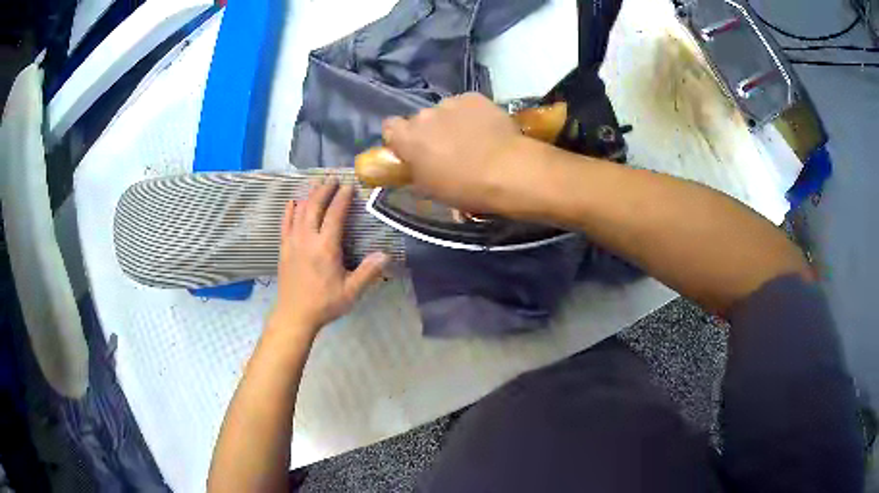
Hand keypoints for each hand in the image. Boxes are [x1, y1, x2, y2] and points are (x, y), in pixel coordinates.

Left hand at [270, 180, 388, 335]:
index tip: (349, 186)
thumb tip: (386, 254)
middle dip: (324, 190)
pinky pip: (285, 224)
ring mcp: (292, 242)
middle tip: (332, 178)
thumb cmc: (325, 303)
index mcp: (326, 247)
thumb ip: (368, 272)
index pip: (335, 215)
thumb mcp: (351, 291)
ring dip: (309, 196)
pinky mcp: (284, 249)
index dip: (342, 198)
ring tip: (316, 184)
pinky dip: (289, 211)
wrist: (295, 315)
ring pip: (299, 212)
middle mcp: (307, 239)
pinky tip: (292, 202)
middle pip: (314, 207)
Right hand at [382, 93, 525, 212]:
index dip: (400, 138)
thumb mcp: (430, 188)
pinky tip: (486, 130)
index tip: (411, 150)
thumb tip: (416, 163)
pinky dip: (472, 115)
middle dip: (429, 131)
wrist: (507, 170)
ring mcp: (450, 103)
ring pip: (445, 111)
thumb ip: (416, 169)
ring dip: (451, 122)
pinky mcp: (474, 98)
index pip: (390, 128)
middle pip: (420, 120)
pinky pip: (466, 105)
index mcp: (407, 137)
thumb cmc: (464, 187)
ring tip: (472, 139)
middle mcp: (424, 115)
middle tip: (446, 149)